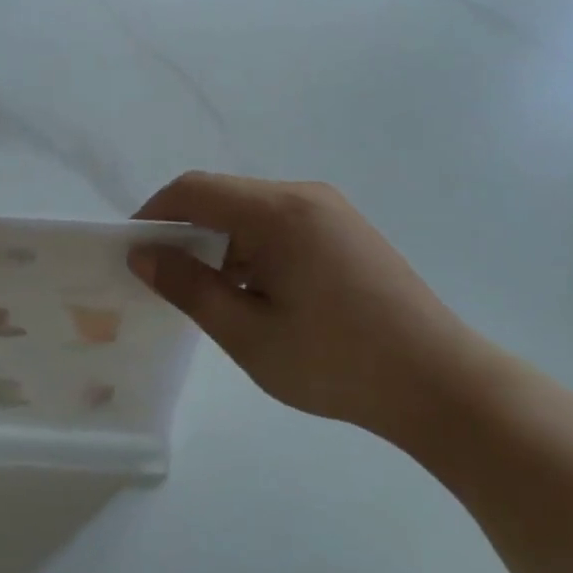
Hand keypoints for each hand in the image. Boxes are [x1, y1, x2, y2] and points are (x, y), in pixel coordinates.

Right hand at [130, 173, 500, 438]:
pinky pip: (284, 227)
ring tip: (216, 301)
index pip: (195, 190)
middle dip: (188, 234)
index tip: (133, 253)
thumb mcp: (248, 333)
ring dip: (223, 247)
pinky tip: (260, 298)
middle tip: (169, 285)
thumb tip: (144, 255)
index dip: (155, 214)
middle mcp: (305, 196)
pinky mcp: (348, 232)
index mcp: (279, 211)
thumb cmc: (335, 362)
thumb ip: (190, 288)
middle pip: (225, 198)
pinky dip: (256, 252)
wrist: (439, 383)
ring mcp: (332, 212)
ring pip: (254, 215)